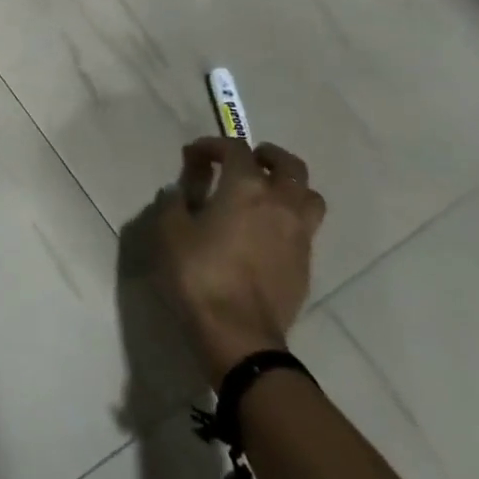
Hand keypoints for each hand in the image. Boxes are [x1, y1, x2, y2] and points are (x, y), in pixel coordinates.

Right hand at [154, 137, 325, 387]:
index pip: (236, 150)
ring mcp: (299, 234)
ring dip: (290, 185)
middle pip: (289, 165)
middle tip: (248, 159)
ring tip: (269, 192)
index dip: (214, 145)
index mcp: (246, 188)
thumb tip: (180, 192)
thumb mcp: (169, 233)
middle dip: (268, 155)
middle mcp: (280, 203)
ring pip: (309, 195)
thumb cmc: (198, 274)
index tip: (194, 154)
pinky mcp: (306, 263)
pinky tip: (269, 230)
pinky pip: (306, 226)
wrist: (238, 333)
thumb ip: (174, 204)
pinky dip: (291, 217)